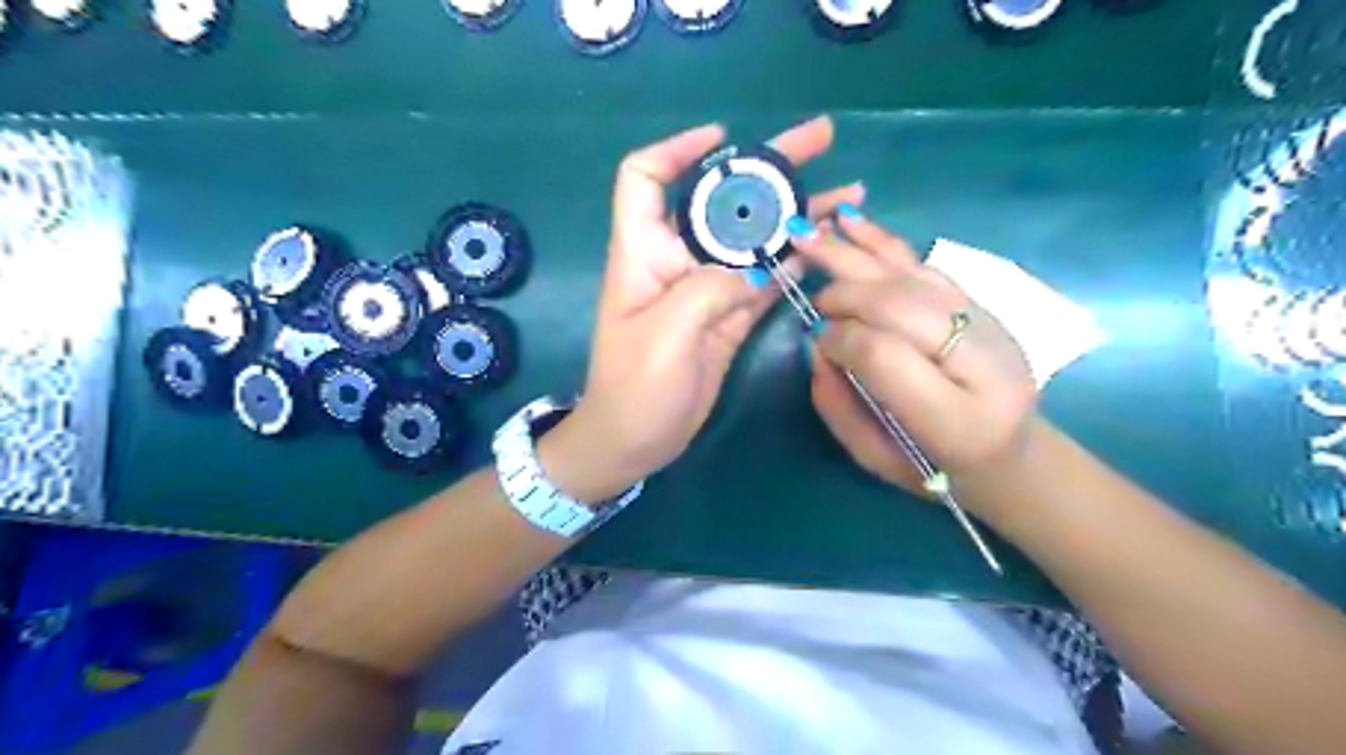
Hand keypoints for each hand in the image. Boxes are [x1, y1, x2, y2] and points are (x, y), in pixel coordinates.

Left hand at [543, 115, 868, 500]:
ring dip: (796, 214)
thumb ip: (710, 289)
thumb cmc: (635, 386)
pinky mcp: (729, 316)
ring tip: (847, 195)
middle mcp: (678, 259)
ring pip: (754, 238)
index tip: (724, 139)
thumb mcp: (666, 333)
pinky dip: (795, 262)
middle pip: (721, 199)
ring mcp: (708, 288)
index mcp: (644, 251)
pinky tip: (828, 247)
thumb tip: (758, 268)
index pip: (646, 178)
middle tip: (822, 140)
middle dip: (768, 168)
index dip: (679, 149)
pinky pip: (766, 280)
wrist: (635, 441)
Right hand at [790, 211, 1034, 498]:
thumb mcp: (875, 458)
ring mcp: (992, 327)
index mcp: (957, 422)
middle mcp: (983, 365)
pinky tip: (852, 223)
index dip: (842, 337)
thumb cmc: (935, 468)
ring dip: (857, 252)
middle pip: (901, 304)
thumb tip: (818, 342)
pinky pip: (928, 266)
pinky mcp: (986, 305)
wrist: (1012, 455)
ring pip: (914, 277)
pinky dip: (885, 243)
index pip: (884, 355)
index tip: (817, 337)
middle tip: (813, 294)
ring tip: (811, 230)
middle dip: (846, 293)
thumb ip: (837, 405)